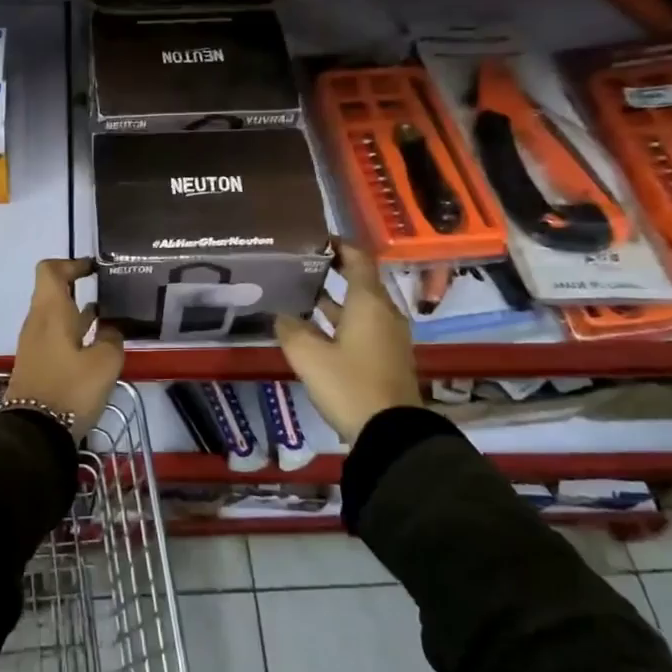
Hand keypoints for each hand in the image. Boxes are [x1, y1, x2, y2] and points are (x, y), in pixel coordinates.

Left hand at [4, 258, 126, 435]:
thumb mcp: (105, 362)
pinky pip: (55, 335)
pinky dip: (74, 331)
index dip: (72, 263)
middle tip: (109, 293)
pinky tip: (96, 345)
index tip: (95, 270)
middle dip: (79, 288)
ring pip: (55, 314)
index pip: (50, 270)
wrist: (34, 432)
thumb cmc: (70, 389)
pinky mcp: (37, 362)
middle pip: (53, 291)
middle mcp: (37, 321)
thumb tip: (110, 327)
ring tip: (109, 317)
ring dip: (78, 311)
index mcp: (50, 311)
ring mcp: (34, 343)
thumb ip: (112, 337)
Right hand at [274, 242, 420, 443]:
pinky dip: (340, 321)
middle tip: (299, 265)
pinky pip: (363, 327)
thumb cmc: (350, 384)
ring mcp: (388, 337)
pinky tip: (314, 329)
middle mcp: (383, 313)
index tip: (315, 238)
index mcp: (369, 303)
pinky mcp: (386, 357)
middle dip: (331, 271)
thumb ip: (291, 329)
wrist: (391, 433)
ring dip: (334, 299)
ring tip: (300, 294)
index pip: (358, 259)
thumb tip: (280, 314)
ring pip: (359, 307)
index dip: (339, 245)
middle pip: (360, 281)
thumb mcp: (309, 356)